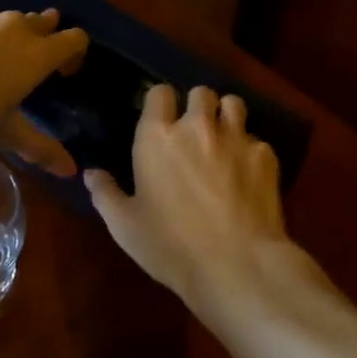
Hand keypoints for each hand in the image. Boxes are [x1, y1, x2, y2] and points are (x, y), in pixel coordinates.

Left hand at [0, 7, 87, 170]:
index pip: (74, 39)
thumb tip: (71, 171)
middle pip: (40, 21)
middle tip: (30, 61)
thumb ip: (41, 147)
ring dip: (4, 36)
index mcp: (36, 53)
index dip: (74, 53)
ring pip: (3, 20)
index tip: (64, 72)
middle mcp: (12, 26)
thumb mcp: (6, 133)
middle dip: (42, 36)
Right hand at [83, 85, 296, 316]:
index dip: (161, 101)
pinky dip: (251, 152)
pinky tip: (248, 175)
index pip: (160, 93)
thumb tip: (91, 173)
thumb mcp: (126, 226)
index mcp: (157, 137)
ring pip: (233, 104)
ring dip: (226, 116)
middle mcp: (197, 127)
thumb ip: (105, 194)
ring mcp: (236, 138)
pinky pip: (257, 140)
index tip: (162, 117)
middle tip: (195, 131)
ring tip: (225, 139)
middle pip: (201, 92)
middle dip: (198, 106)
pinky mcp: (265, 155)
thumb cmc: (171, 246)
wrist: (237, 264)